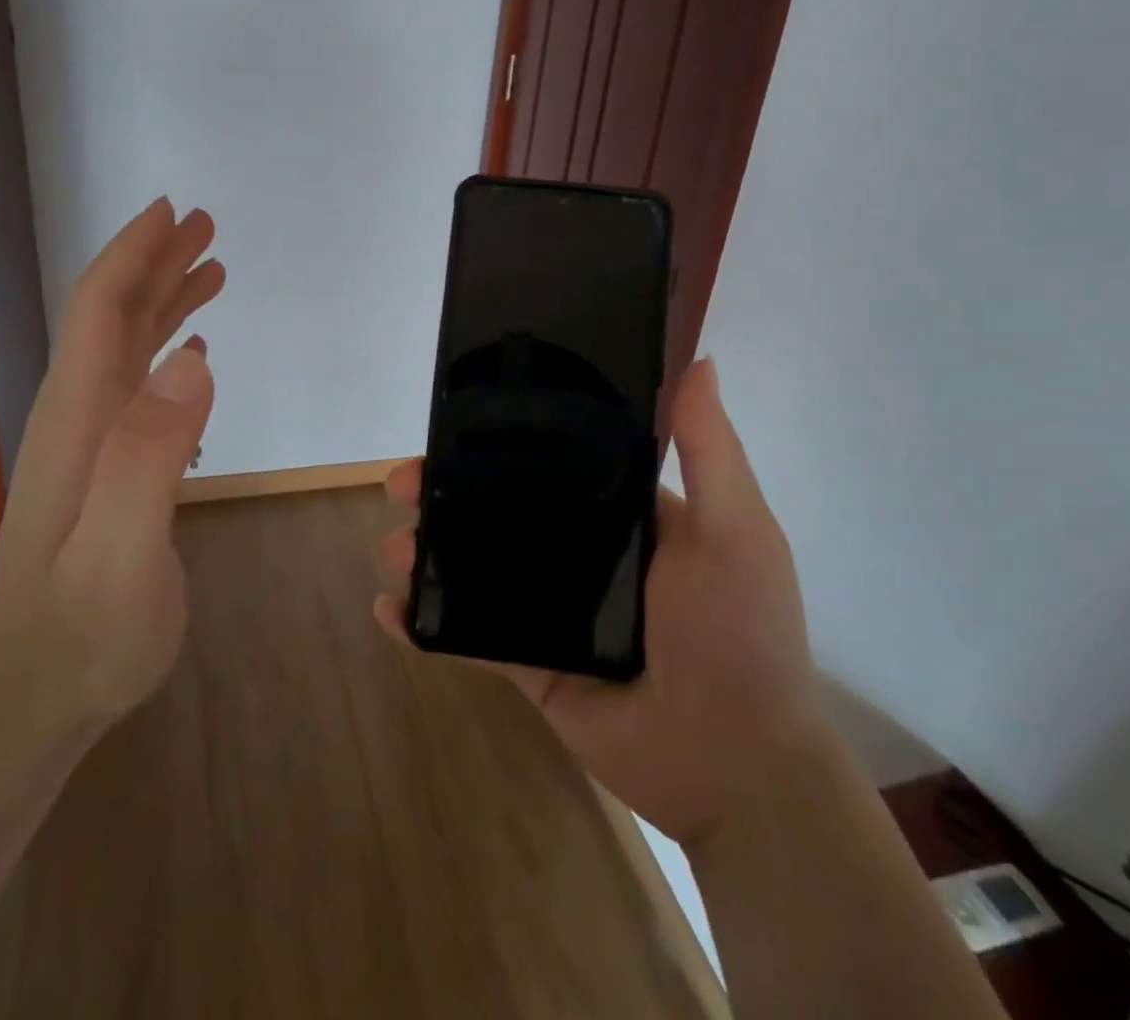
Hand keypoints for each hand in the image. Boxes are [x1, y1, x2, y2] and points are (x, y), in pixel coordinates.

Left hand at [0, 198, 225, 756]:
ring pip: (127, 349)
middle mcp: (81, 417)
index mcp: (80, 418)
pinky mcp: (110, 471)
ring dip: (165, 301)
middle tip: (204, 226)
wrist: (35, 697)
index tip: (172, 212)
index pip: (102, 312)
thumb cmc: (84, 631)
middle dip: (155, 263)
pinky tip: (192, 353)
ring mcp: (93, 445)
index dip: (134, 255)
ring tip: (210, 271)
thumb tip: (193, 359)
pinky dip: (166, 352)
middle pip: (113, 318)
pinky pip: (138, 388)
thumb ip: (150, 455)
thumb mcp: (121, 550)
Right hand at [373, 359, 825, 848]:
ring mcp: (551, 608)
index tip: (453, 423)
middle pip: (498, 509)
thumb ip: (710, 450)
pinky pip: (471, 636)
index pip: (549, 461)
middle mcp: (581, 552)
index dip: (500, 440)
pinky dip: (427, 624)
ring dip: (426, 554)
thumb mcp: (736, 531)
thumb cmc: (740, 633)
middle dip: (444, 492)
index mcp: (620, 512)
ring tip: (392, 550)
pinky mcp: (531, 663)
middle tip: (401, 485)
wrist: (738, 768)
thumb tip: (701, 360)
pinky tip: (389, 610)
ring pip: (475, 567)